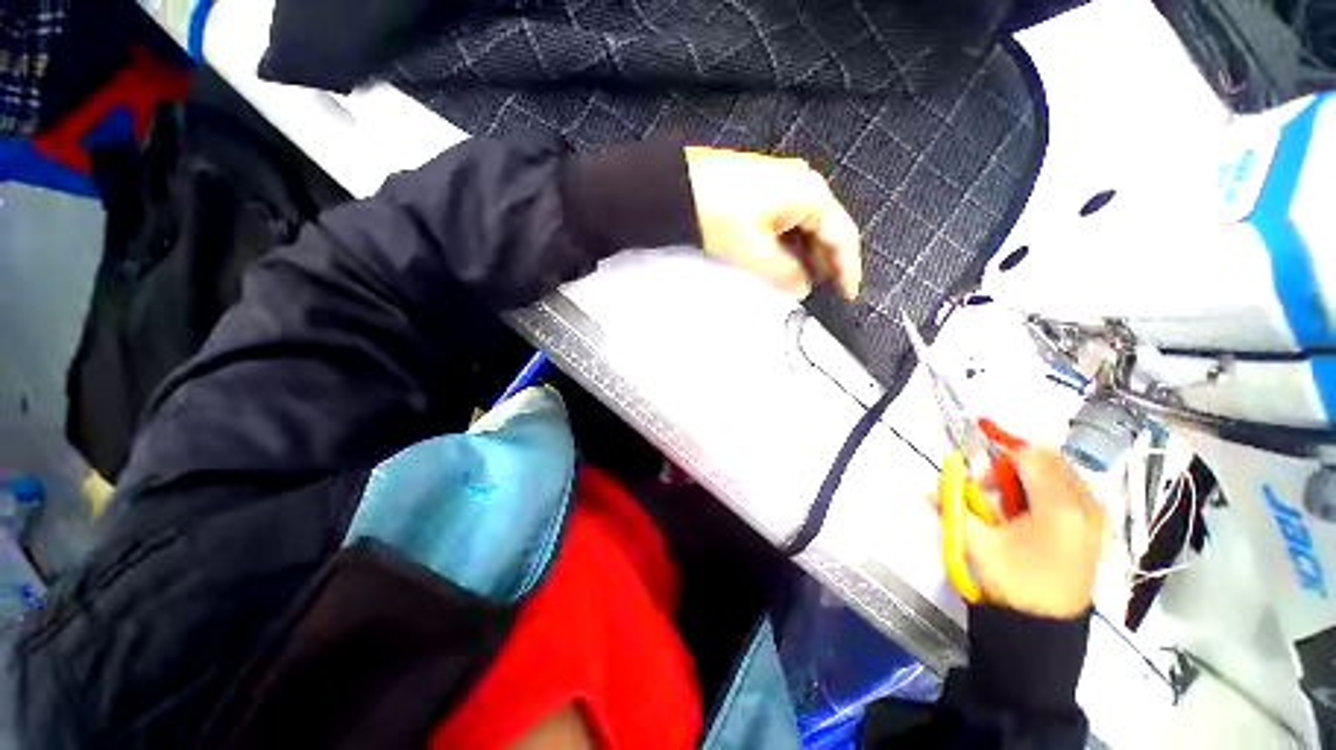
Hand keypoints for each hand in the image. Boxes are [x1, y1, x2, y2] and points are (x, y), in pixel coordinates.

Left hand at [684, 146, 861, 299]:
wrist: (675, 188)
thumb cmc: (717, 213)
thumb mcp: (755, 252)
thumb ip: (785, 273)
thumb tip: (802, 287)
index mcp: (811, 194)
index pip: (842, 236)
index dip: (847, 269)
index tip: (846, 296)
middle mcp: (801, 184)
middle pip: (826, 230)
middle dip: (825, 264)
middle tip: (823, 295)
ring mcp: (780, 184)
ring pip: (805, 228)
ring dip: (805, 257)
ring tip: (802, 285)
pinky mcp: (761, 191)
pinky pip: (786, 223)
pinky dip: (788, 246)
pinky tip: (782, 264)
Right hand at [961, 448, 1104, 618]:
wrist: (1047, 626)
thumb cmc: (1014, 582)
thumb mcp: (978, 543)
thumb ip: (954, 506)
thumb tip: (932, 485)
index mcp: (1058, 508)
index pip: (1031, 457)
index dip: (1001, 458)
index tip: (980, 479)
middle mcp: (1085, 506)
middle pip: (1049, 461)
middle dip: (1015, 467)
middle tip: (990, 490)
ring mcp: (1095, 518)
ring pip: (1062, 474)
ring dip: (1030, 478)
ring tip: (1008, 505)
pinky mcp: (1096, 528)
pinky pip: (1072, 491)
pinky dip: (1046, 491)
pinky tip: (1029, 515)